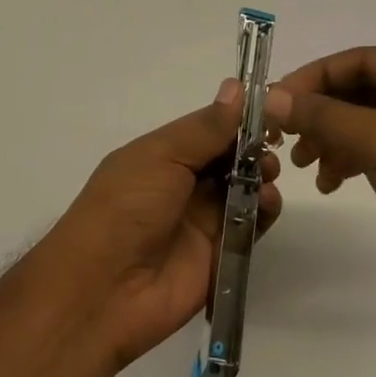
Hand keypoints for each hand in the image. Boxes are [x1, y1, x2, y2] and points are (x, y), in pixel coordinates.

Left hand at [40, 79, 282, 367]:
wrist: (104, 290)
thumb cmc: (126, 207)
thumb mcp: (162, 156)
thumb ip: (205, 128)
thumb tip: (236, 87)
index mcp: (162, 155)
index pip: (207, 129)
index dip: (236, 119)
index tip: (269, 106)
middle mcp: (182, 184)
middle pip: (228, 158)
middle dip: (253, 148)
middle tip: (271, 145)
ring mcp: (201, 219)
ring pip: (243, 189)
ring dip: (261, 176)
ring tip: (267, 174)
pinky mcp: (219, 254)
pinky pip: (249, 226)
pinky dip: (263, 210)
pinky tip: (267, 202)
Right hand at [267, 47, 375, 317]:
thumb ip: (321, 115)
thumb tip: (270, 97)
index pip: (359, 60)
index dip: (313, 77)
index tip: (275, 100)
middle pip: (359, 89)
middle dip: (320, 112)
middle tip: (281, 134)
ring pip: (364, 120)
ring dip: (330, 137)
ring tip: (300, 162)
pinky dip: (349, 158)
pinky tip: (329, 181)